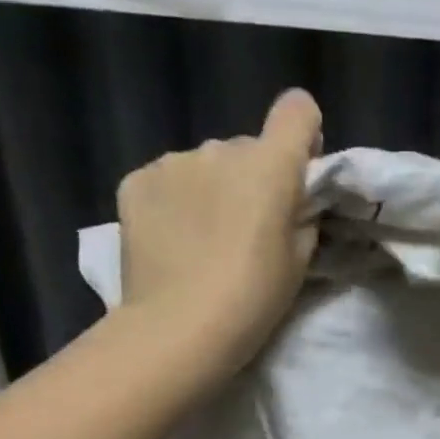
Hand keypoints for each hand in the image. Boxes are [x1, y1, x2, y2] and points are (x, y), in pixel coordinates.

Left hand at [116, 88, 321, 375]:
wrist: (178, 328)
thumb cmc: (253, 298)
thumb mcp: (300, 261)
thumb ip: (302, 217)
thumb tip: (292, 202)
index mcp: (270, 165)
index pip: (297, 111)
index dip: (304, 135)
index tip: (299, 170)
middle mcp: (221, 148)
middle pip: (248, 148)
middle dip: (253, 178)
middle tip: (248, 230)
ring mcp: (173, 162)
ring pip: (206, 165)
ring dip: (212, 189)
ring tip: (204, 240)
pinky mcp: (136, 181)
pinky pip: (168, 180)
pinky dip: (176, 202)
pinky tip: (172, 241)